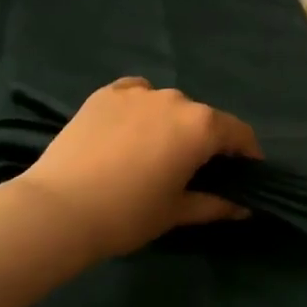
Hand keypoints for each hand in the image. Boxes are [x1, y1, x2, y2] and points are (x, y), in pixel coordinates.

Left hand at [15, 77, 262, 258]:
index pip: (239, 134)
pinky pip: (136, 94)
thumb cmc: (128, 214)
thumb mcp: (177, 212)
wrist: (59, 208)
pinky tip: (132, 128)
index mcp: (201, 126)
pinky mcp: (105, 94)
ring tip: (157, 152)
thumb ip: (215, 204)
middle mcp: (176, 99)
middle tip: (195, 171)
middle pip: (204, 118)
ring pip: (169, 105)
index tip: (244, 175)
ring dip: (173, 124)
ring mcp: (138, 92)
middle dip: (207, 141)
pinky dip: (142, 109)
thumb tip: (243, 207)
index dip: (247, 155)